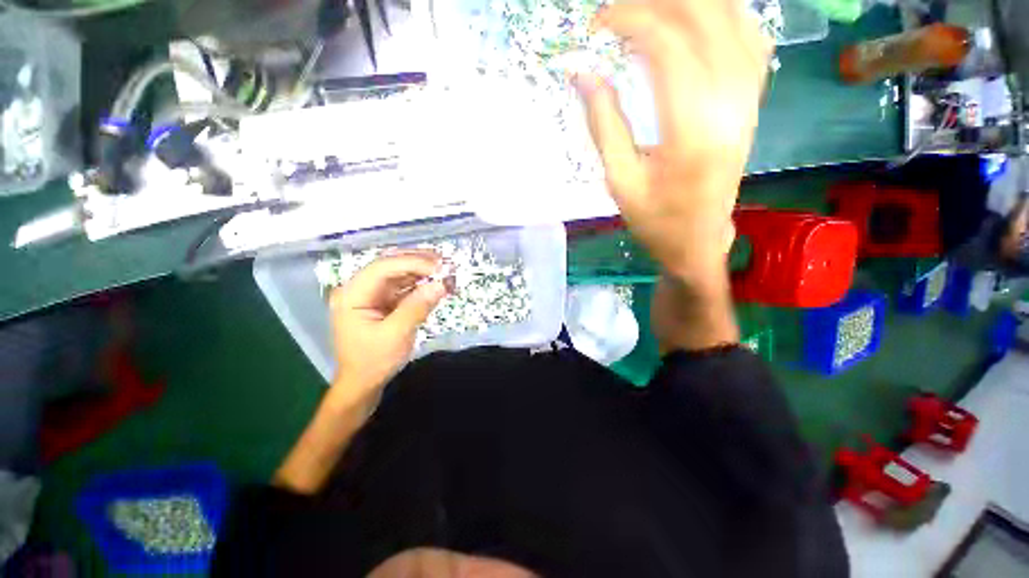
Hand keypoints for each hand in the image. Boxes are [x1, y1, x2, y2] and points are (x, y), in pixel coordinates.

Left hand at [328, 251, 448, 398]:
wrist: (363, 384)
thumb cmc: (374, 361)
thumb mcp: (397, 335)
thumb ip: (418, 307)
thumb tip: (441, 284)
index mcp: (353, 294)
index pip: (383, 267)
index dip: (412, 262)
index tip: (439, 267)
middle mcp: (360, 289)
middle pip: (390, 265)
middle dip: (418, 262)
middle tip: (445, 263)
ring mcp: (372, 294)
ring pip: (399, 273)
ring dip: (423, 271)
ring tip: (445, 271)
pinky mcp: (383, 301)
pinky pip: (404, 286)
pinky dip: (421, 284)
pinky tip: (436, 283)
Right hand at [574, 0, 770, 286]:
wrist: (697, 240)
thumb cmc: (655, 220)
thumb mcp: (619, 181)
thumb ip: (603, 124)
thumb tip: (582, 73)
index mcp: (692, 130)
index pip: (668, 44)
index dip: (630, 20)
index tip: (598, 24)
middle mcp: (730, 103)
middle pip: (705, 17)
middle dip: (658, 2)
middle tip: (620, 12)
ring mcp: (749, 98)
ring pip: (733, 18)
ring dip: (690, 4)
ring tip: (651, 11)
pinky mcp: (752, 101)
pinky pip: (750, 37)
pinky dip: (724, 15)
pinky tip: (697, 18)